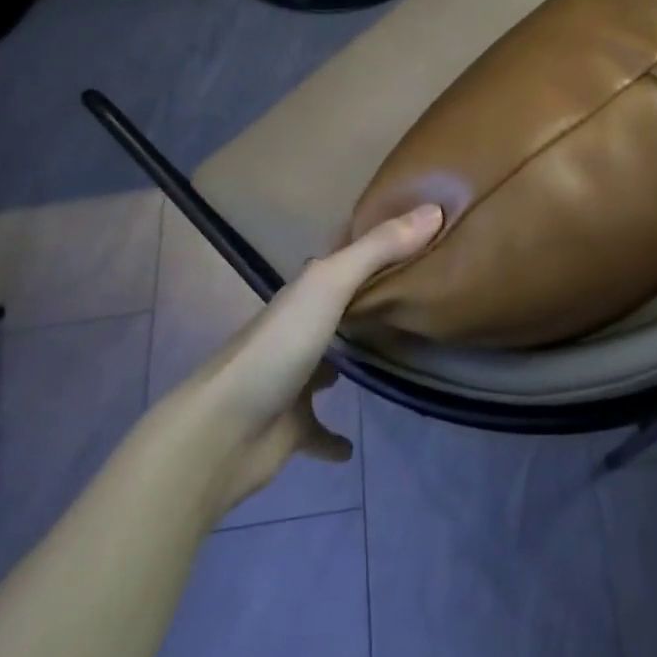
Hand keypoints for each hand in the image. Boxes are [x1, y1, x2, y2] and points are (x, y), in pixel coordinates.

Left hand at [169, 204, 442, 514]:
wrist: (222, 432)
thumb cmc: (278, 348)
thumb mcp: (330, 285)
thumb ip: (378, 249)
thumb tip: (434, 209)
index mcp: (304, 294)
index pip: (340, 258)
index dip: (371, 242)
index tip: (414, 232)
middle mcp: (297, 330)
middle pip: (338, 309)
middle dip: (369, 300)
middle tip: (418, 293)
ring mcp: (292, 381)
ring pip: (327, 365)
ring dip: (349, 361)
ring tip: (396, 356)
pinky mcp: (292, 428)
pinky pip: (318, 432)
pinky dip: (333, 439)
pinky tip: (353, 446)